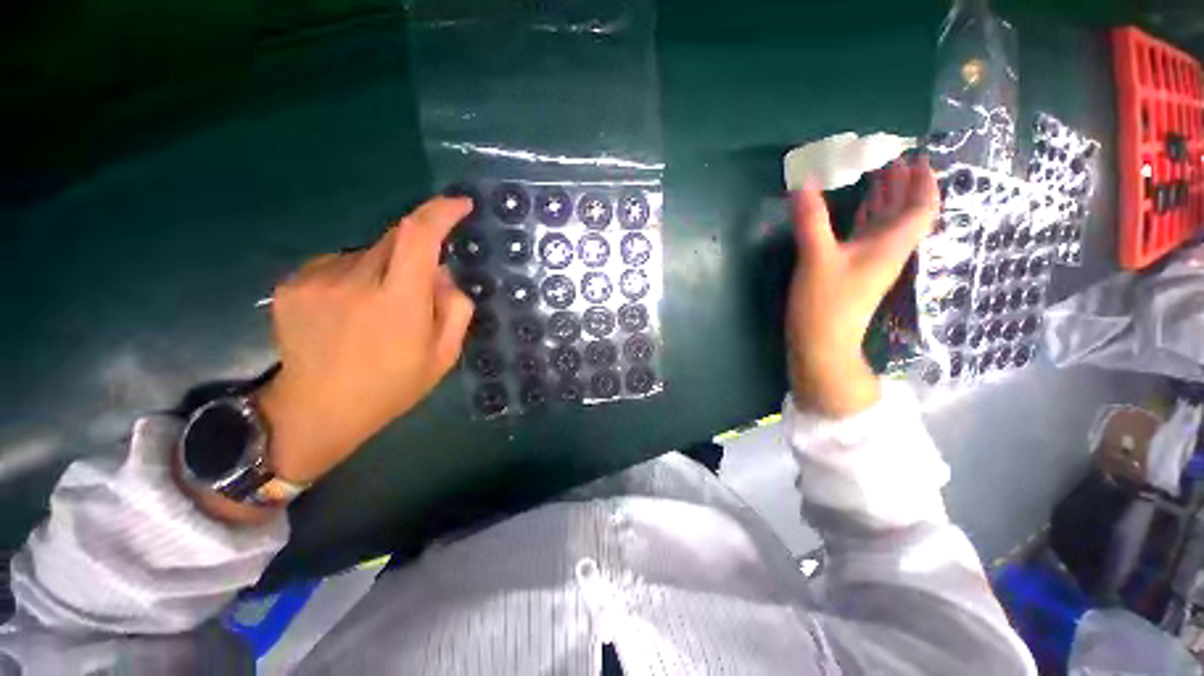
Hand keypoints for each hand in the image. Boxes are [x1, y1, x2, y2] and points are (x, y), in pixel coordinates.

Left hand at [256, 197, 474, 483]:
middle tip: (417, 292)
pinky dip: (355, 275)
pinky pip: (339, 262)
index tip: (460, 204)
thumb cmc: (392, 387)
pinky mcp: (292, 283)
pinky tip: (349, 309)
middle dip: (415, 253)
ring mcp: (317, 279)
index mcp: (399, 303)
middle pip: (394, 239)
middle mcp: (355, 281)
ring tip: (378, 310)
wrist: (316, 410)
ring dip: (384, 268)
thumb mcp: (444, 355)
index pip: (419, 236)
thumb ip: (455, 308)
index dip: (440, 212)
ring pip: (367, 252)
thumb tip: (442, 273)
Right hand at [787, 156, 938, 416]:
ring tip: (876, 176)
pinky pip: (866, 238)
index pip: (922, 209)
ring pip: (885, 225)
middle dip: (903, 186)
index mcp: (889, 246)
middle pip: (905, 214)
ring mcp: (869, 264)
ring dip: (885, 200)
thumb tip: (804, 183)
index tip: (917, 159)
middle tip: (892, 160)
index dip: (924, 183)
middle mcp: (886, 252)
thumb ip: (811, 220)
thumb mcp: (817, 259)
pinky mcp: (851, 273)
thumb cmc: (825, 303)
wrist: (822, 344)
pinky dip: (865, 219)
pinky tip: (854, 211)